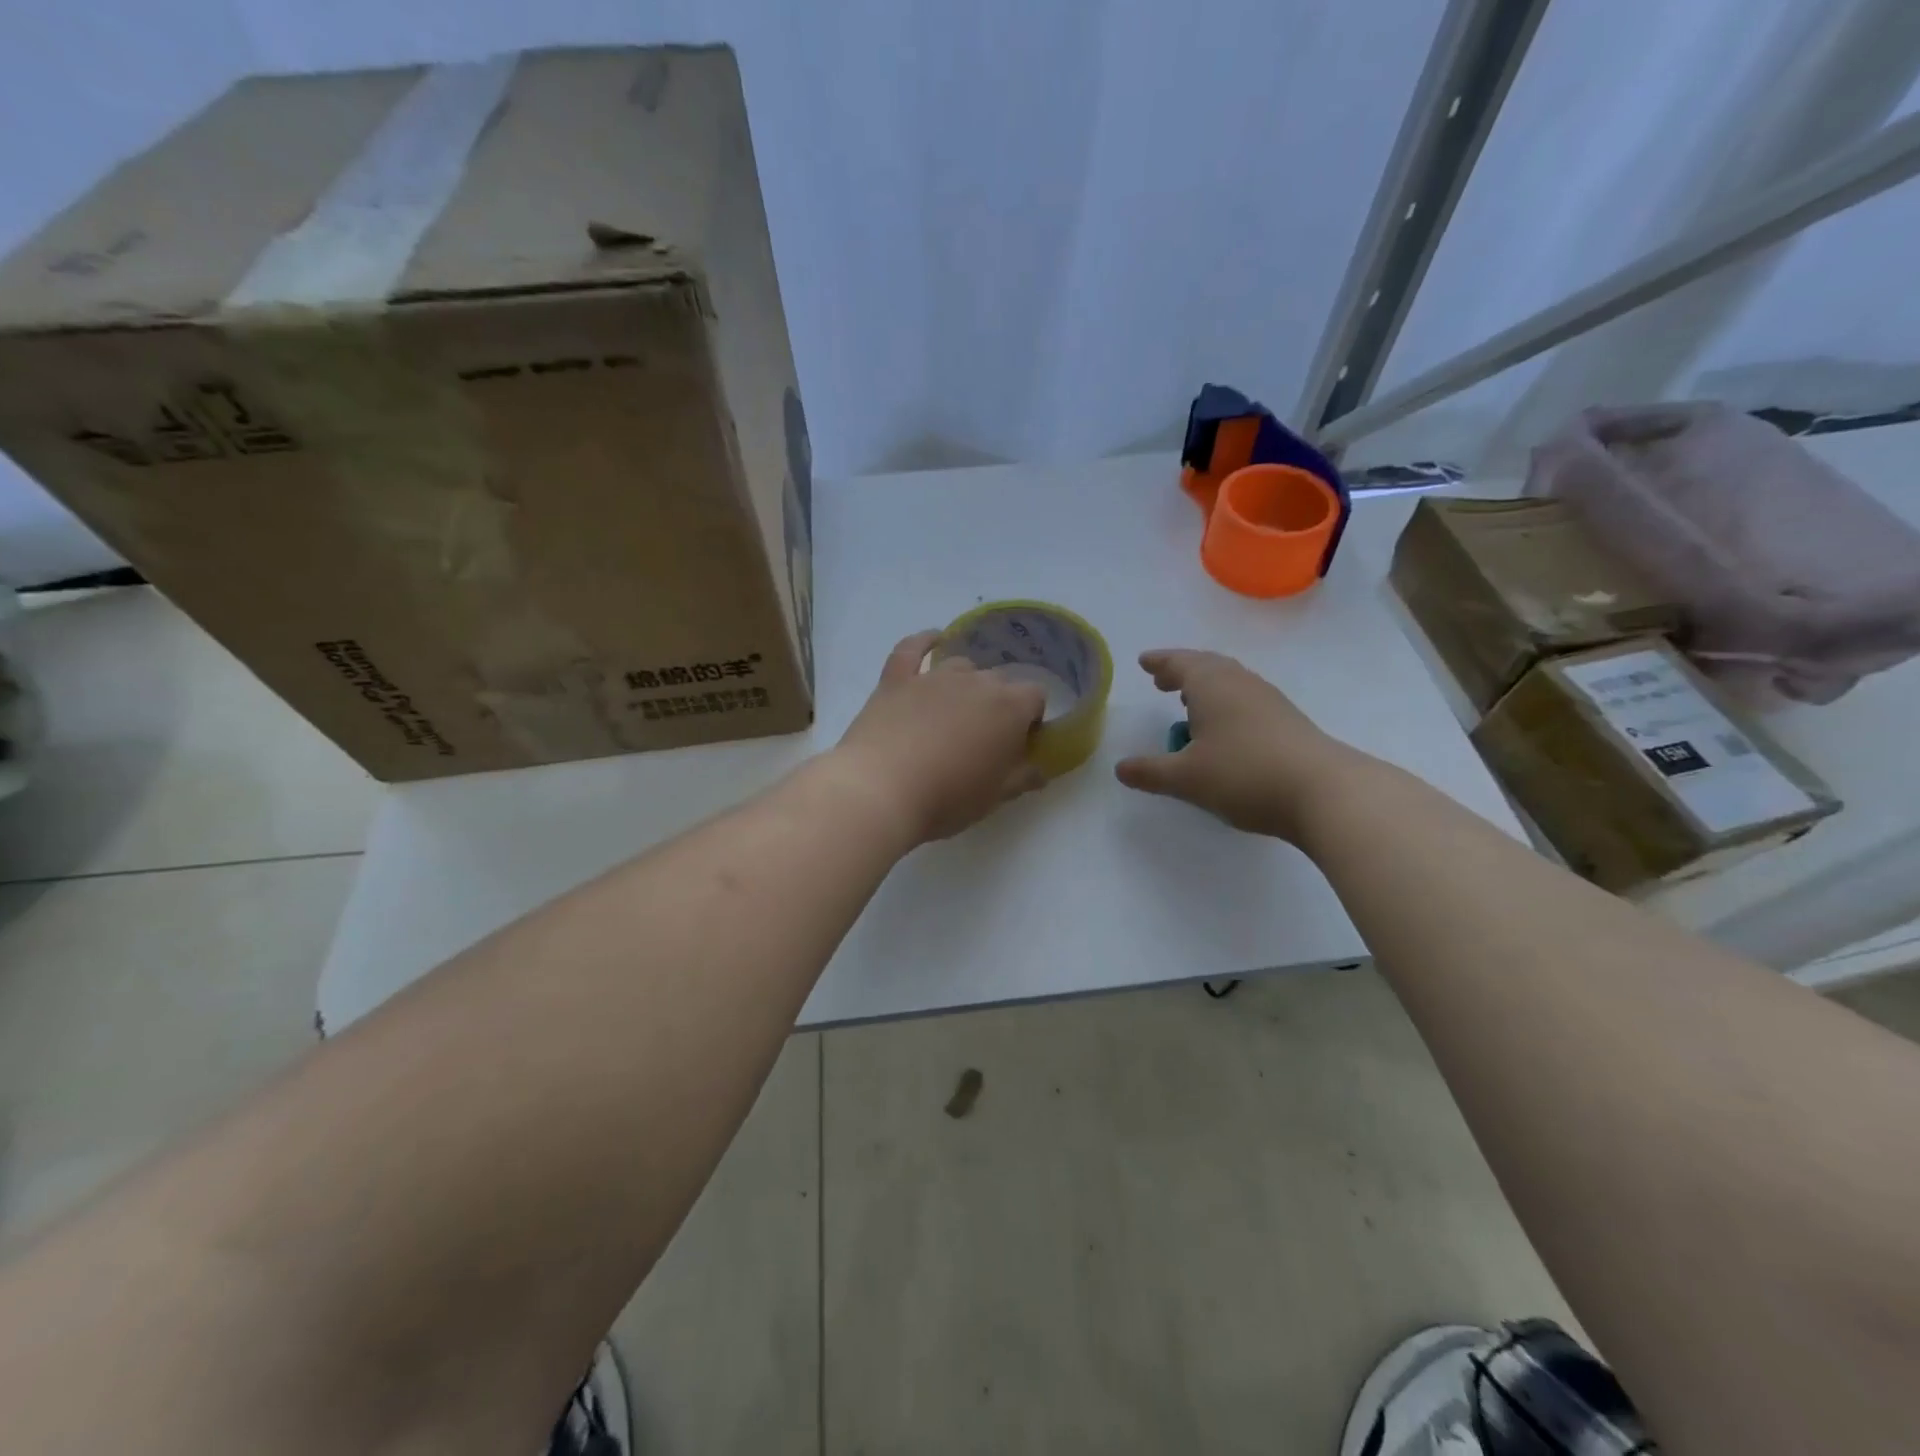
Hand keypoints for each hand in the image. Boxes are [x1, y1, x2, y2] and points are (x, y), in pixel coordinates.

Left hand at [832, 631, 1048, 845]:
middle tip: (983, 737)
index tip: (1018, 743)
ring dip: (965, 682)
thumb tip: (1041, 769)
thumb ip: (1023, 777)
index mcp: (1009, 707)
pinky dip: (924, 642)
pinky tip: (932, 639)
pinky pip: (912, 649)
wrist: (881, 790)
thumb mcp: (995, 796)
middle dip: (998, 703)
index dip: (1030, 717)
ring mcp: (933, 676)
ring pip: (961, 665)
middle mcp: (976, 681)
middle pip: (999, 680)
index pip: (1035, 695)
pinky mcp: (896, 680)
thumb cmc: (948, 797)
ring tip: (955, 711)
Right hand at [1114, 648, 1367, 841]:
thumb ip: (1150, 772)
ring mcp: (1268, 700)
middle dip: (1182, 670)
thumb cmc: (1244, 776)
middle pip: (1208, 666)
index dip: (1160, 662)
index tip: (1144, 662)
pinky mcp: (1287, 721)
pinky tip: (1224, 729)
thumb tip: (1120, 768)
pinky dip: (1226, 703)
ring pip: (1230, 681)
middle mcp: (1240, 683)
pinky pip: (1246, 699)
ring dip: (1206, 687)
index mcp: (1212, 686)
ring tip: (1189, 703)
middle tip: (1162, 680)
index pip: (1180, 663)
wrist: (1324, 792)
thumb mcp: (1186, 779)